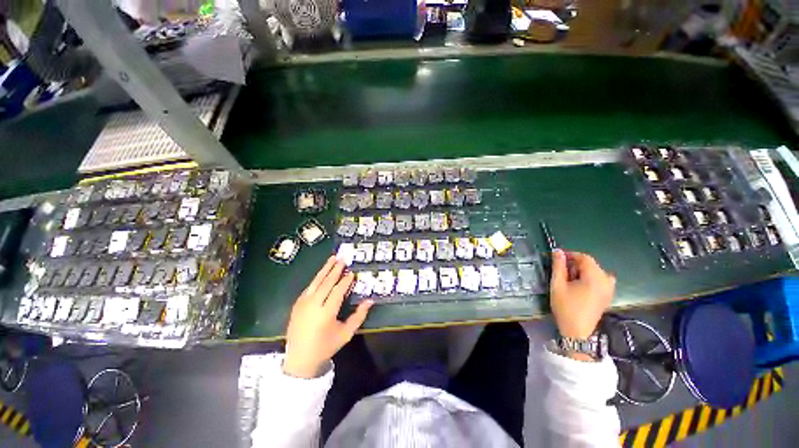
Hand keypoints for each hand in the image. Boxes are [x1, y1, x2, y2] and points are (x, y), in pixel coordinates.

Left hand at [283, 256, 373, 378]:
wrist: (300, 359)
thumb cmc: (326, 346)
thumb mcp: (346, 333)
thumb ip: (359, 316)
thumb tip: (370, 300)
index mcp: (326, 313)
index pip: (337, 291)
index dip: (345, 281)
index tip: (352, 272)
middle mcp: (313, 305)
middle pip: (326, 283)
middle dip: (335, 270)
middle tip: (343, 258)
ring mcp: (303, 304)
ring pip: (316, 282)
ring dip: (325, 269)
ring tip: (332, 258)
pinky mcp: (297, 304)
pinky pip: (309, 287)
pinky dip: (316, 278)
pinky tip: (322, 273)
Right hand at [550, 250, 614, 358]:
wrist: (577, 332)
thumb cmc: (566, 307)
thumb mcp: (558, 285)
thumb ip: (558, 266)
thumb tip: (557, 251)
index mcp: (595, 277)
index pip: (585, 257)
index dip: (570, 255)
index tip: (557, 258)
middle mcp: (606, 281)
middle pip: (591, 264)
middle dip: (575, 264)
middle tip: (561, 272)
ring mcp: (609, 288)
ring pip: (595, 271)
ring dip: (581, 271)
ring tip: (569, 280)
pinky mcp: (608, 295)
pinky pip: (600, 279)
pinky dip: (589, 278)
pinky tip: (580, 286)